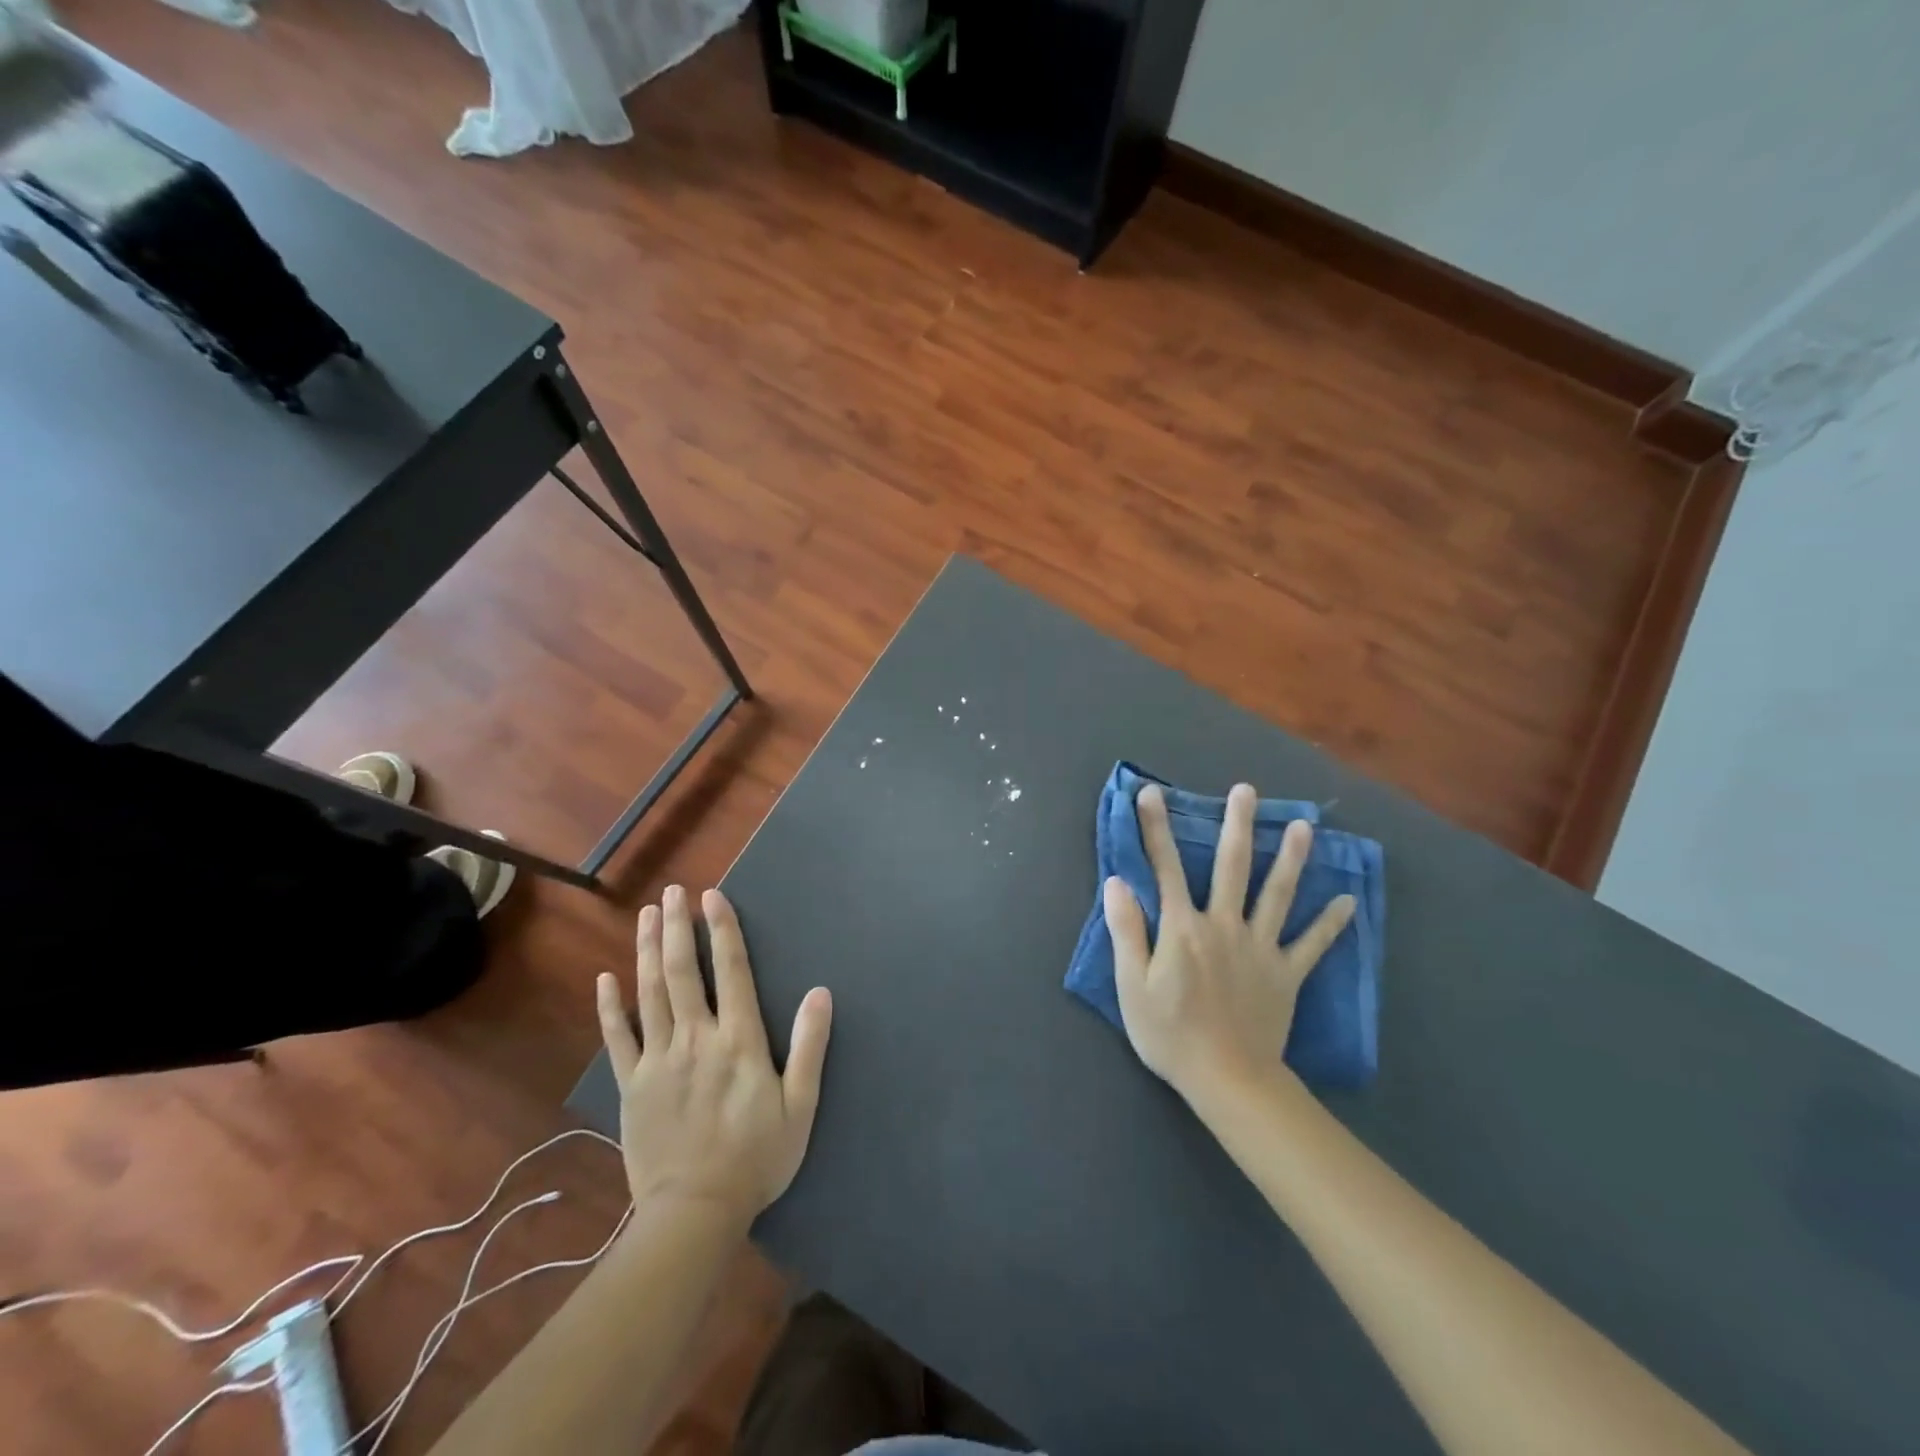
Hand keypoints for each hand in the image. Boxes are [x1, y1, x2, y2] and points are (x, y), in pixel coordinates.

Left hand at [596, 885, 832, 1228]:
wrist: (694, 1214)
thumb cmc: (757, 1158)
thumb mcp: (800, 1107)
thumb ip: (810, 1047)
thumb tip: (820, 992)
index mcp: (739, 1041)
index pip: (729, 972)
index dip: (722, 931)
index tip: (713, 897)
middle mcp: (696, 1038)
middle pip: (682, 972)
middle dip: (677, 927)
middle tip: (673, 892)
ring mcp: (657, 1060)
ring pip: (649, 994)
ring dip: (646, 950)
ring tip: (646, 915)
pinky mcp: (630, 1085)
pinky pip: (617, 1038)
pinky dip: (609, 1007)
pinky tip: (605, 978)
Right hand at [1103, 783, 1354, 1103]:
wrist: (1228, 1080)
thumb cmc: (1170, 1034)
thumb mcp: (1132, 986)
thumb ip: (1126, 931)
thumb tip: (1117, 882)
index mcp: (1183, 928)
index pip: (1165, 868)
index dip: (1155, 828)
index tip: (1151, 793)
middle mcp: (1224, 926)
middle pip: (1231, 867)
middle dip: (1237, 825)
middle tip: (1246, 791)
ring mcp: (1261, 948)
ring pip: (1278, 894)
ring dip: (1290, 858)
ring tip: (1304, 826)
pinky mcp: (1287, 974)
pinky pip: (1312, 944)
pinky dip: (1331, 923)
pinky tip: (1349, 900)